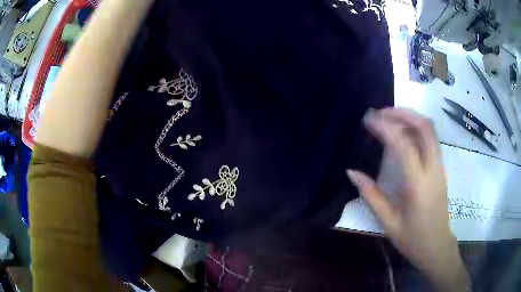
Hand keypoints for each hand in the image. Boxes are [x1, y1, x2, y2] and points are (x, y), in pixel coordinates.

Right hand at [347, 108, 468, 290]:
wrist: (437, 246)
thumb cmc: (413, 239)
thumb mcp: (388, 222)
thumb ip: (371, 195)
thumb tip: (352, 172)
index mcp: (418, 184)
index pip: (403, 144)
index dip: (385, 127)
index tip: (368, 120)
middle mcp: (432, 169)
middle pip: (424, 127)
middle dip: (402, 113)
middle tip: (380, 112)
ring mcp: (439, 167)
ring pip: (430, 130)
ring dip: (410, 117)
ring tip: (390, 117)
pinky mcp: (440, 168)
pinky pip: (431, 139)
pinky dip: (417, 128)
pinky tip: (403, 132)